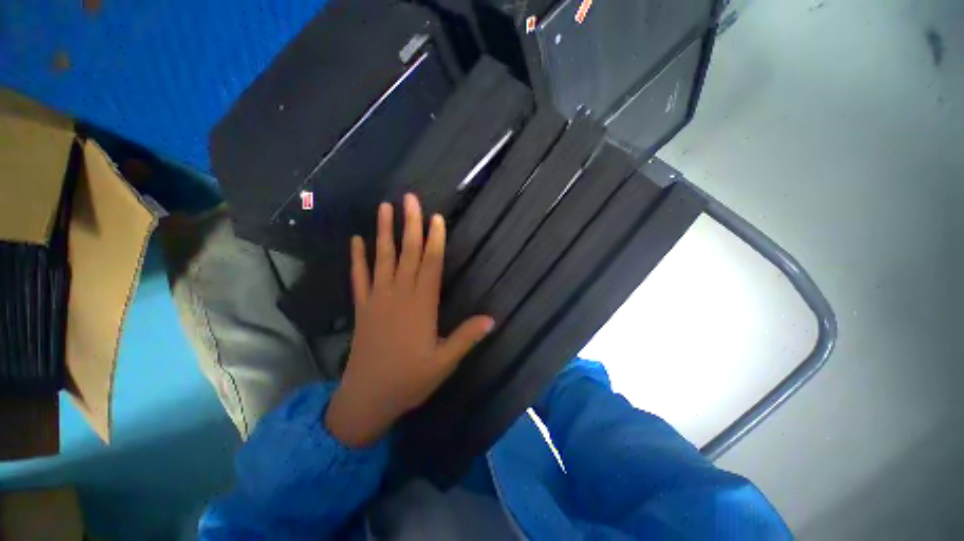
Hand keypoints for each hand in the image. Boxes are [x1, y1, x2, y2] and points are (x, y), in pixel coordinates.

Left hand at [325, 194, 493, 447]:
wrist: (367, 398)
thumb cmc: (409, 380)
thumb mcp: (444, 362)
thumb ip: (466, 338)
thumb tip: (492, 319)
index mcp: (421, 306)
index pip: (431, 265)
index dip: (434, 240)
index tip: (436, 217)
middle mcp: (399, 295)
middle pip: (407, 254)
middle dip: (410, 225)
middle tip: (410, 199)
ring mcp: (377, 299)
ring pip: (382, 259)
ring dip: (384, 233)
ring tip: (384, 208)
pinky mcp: (362, 308)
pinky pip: (358, 277)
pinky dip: (357, 258)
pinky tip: (356, 241)